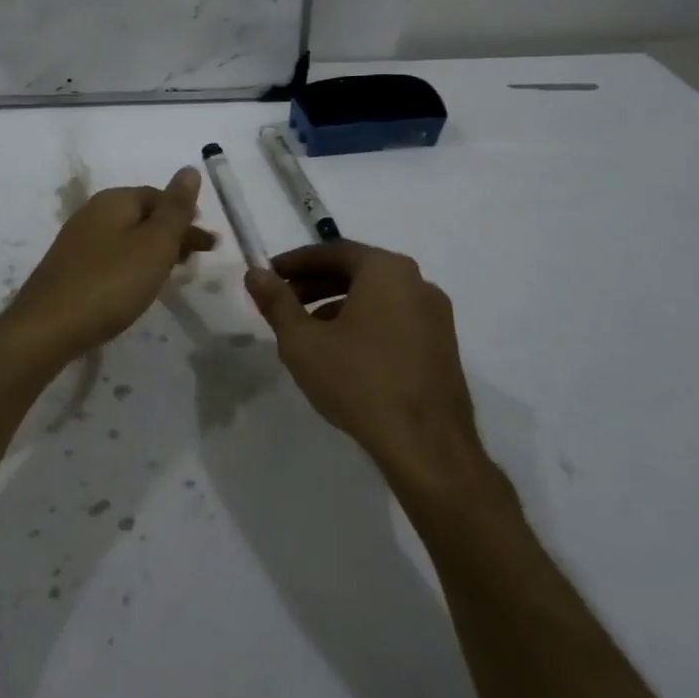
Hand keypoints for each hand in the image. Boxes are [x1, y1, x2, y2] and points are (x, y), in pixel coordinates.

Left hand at [7, 167, 215, 357]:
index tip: (208, 244)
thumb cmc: (110, 282)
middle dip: (172, 235)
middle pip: (142, 217)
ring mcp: (78, 242)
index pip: (158, 197)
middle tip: (197, 260)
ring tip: (173, 274)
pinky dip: (133, 266)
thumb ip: (175, 208)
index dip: (186, 216)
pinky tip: (137, 287)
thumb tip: (190, 169)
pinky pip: (111, 258)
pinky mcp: (70, 270)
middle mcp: (92, 213)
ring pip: (127, 239)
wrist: (48, 327)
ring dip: (154, 252)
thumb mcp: (154, 244)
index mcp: (114, 201)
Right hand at [245, 240, 484, 481]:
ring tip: (306, 331)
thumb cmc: (359, 382)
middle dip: (314, 284)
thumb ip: (276, 302)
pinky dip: (363, 323)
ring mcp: (435, 316)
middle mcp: (417, 282)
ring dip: (337, 305)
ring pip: (376, 297)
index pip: (333, 251)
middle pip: (356, 271)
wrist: (427, 446)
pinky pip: (394, 319)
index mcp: (387, 271)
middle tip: (282, 302)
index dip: (295, 262)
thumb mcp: (303, 341)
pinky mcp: (442, 346)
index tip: (268, 276)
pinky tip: (342, 353)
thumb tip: (255, 273)